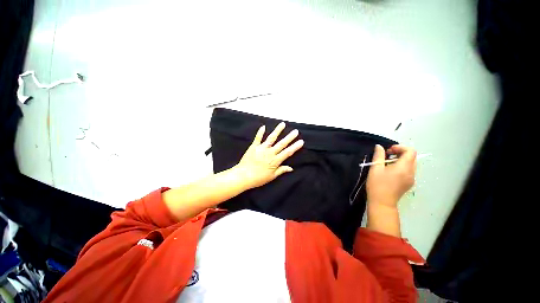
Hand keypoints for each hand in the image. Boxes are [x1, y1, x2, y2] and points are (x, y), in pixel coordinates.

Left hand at [234, 122, 303, 188]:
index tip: (301, 141)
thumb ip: (281, 170)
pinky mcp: (254, 146)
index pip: (287, 152)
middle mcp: (270, 153)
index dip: (295, 147)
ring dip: (277, 131)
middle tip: (295, 131)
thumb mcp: (272, 176)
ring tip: (282, 124)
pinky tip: (263, 126)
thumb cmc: (258, 178)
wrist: (244, 176)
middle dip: (289, 137)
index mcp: (275, 161)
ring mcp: (262, 148)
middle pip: (282, 144)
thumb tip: (291, 168)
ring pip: (271, 138)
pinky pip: (258, 138)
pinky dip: (260, 132)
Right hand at [366, 144, 416, 208]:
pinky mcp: (409, 183)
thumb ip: (378, 156)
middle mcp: (411, 172)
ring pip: (411, 163)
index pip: (410, 151)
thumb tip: (379, 146)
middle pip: (412, 157)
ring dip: (401, 160)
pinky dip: (402, 166)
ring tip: (387, 163)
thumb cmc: (377, 185)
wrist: (382, 202)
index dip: (400, 147)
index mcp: (404, 167)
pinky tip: (391, 171)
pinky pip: (409, 170)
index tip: (388, 151)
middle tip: (387, 156)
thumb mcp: (375, 169)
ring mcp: (412, 178)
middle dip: (400, 153)